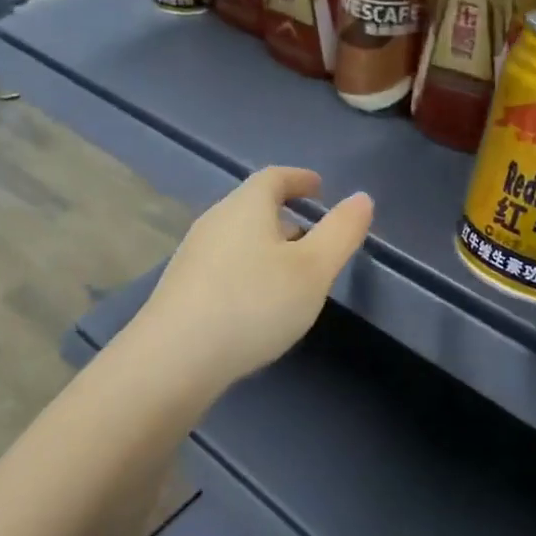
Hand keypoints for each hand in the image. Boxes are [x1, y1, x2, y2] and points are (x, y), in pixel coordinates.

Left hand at [132, 167, 373, 387]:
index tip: (319, 187)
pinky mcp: (181, 287)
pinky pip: (223, 264)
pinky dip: (247, 269)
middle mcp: (214, 221)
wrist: (174, 357)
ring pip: (237, 238)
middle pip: (252, 206)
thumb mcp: (313, 270)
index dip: (299, 179)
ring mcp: (193, 255)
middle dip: (284, 215)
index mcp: (245, 206)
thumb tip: (361, 198)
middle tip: (312, 235)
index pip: (273, 177)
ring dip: (265, 245)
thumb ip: (341, 233)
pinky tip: (256, 302)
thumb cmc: (253, 304)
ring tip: (289, 272)